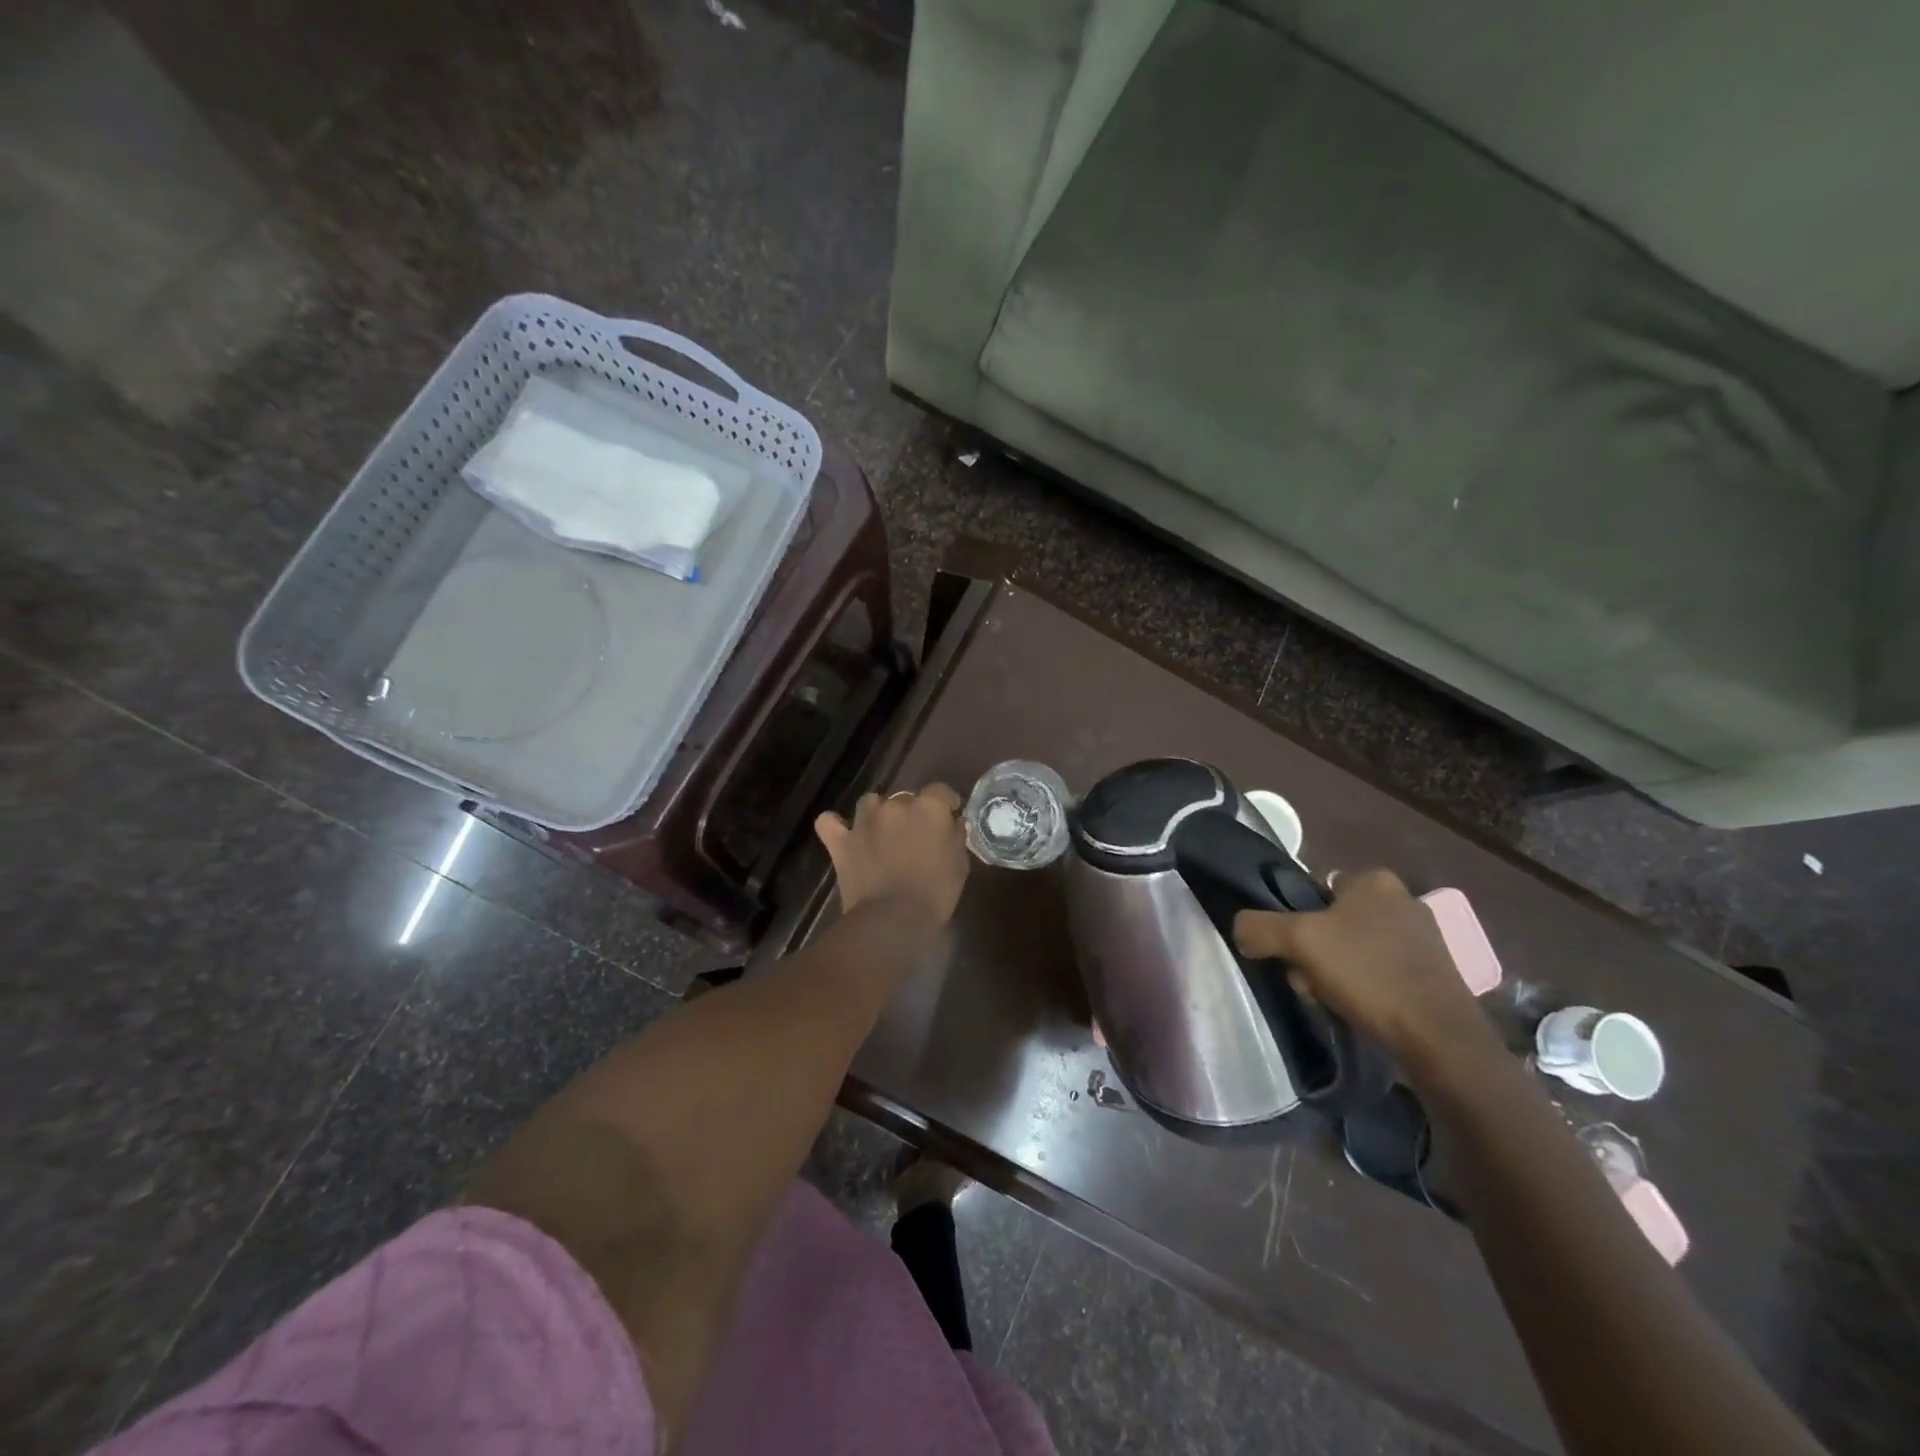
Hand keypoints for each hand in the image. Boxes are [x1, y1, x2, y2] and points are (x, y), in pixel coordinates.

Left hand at [815, 784, 969, 925]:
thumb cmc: (935, 893)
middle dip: (912, 812)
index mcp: (929, 808)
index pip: (940, 791)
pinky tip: (843, 834)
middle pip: (905, 798)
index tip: (949, 816)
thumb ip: (956, 836)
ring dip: (878, 814)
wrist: (893, 919)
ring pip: (870, 803)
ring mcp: (864, 821)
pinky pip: (829, 822)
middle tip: (915, 836)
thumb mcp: (959, 864)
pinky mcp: (841, 841)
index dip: (945, 803)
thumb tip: (953, 822)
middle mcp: (895, 805)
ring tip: (882, 834)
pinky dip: (835, 825)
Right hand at [1233, 868, 1498, 1074]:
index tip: (1292, 950)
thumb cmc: (1367, 974)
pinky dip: (1367, 988)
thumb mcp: (1298, 941)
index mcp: (1374, 880)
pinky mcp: (1437, 973)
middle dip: (1315, 950)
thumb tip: (1240, 929)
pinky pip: (1383, 971)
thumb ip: (1259, 927)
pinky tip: (1361, 1010)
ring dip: (1336, 972)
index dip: (1297, 919)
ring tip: (1331, 1000)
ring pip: (1356, 948)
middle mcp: (1403, 899)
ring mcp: (1424, 938)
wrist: (1440, 1038)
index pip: (1316, 888)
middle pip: (1334, 921)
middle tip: (1307, 979)